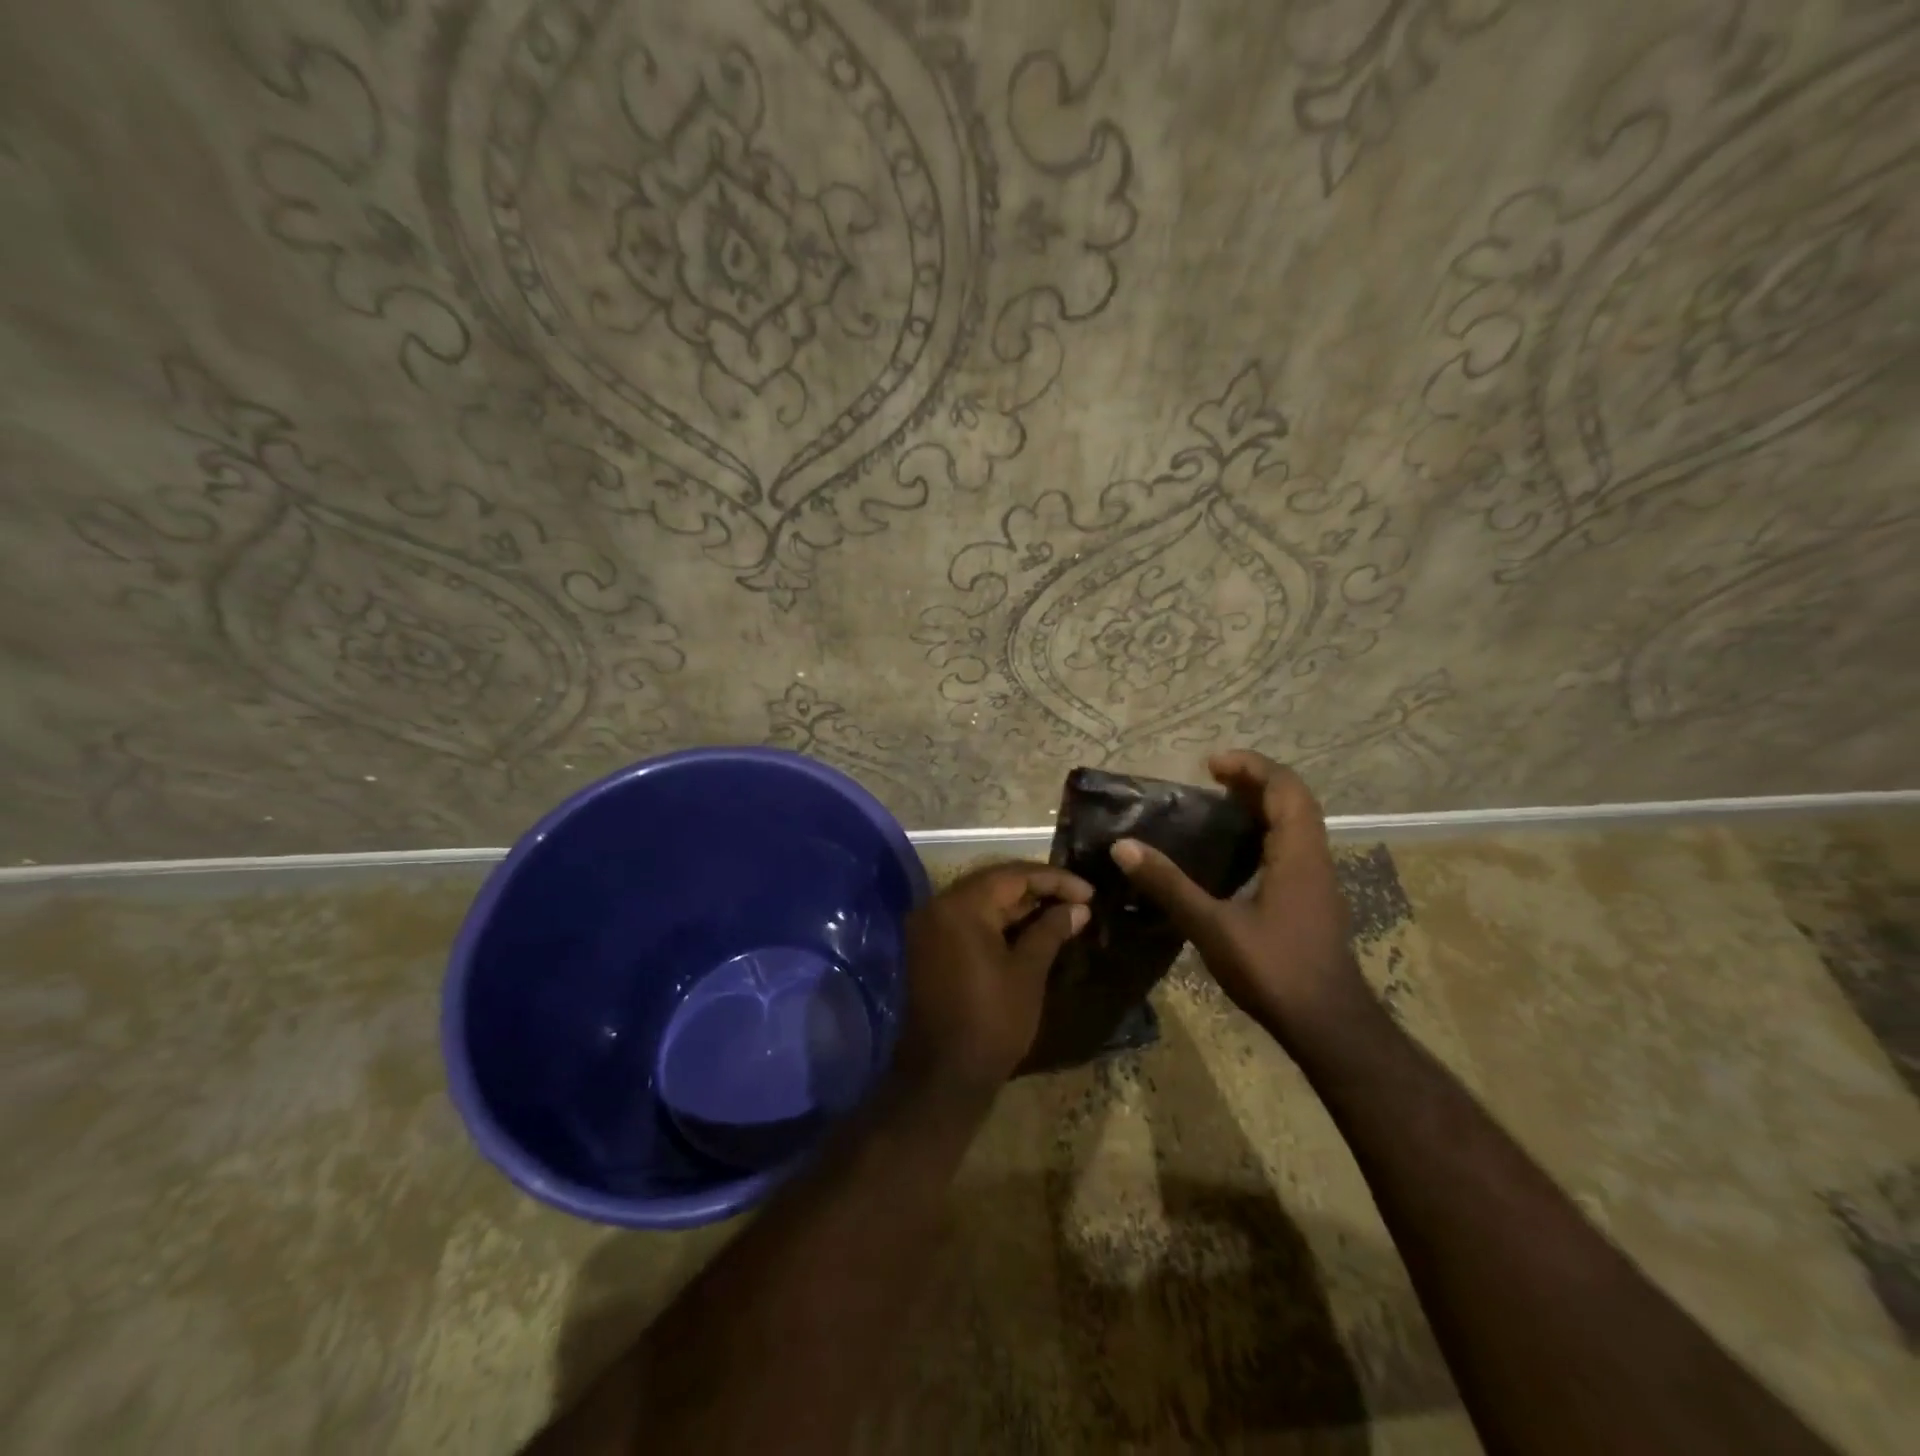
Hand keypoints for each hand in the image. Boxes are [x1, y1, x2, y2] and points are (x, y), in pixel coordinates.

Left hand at [896, 862, 1091, 1097]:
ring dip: (1019, 903)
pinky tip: (1030, 927)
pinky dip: (998, 920)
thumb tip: (1078, 908)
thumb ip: (1051, 930)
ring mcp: (929, 926)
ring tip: (1061, 910)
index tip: (1090, 892)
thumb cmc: (992, 1021)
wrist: (944, 1076)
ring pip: (981, 900)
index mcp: (961, 906)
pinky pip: (968, 920)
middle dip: (1037, 888)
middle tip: (1078, 899)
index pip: (1013, 875)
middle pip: (994, 882)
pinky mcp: (929, 946)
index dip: (1055, 880)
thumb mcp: (1028, 972)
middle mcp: (938, 906)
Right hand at [1110, 751, 1371, 1047]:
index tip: (1211, 765)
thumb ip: (1169, 885)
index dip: (1251, 767)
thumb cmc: (1274, 969)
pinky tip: (1233, 856)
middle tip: (1211, 780)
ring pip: (1296, 825)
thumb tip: (1124, 847)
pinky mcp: (1313, 901)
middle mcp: (1314, 859)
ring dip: (1262, 806)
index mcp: (1297, 854)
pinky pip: (1292, 848)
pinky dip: (1265, 833)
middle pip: (1293, 800)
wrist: (1327, 1025)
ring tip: (1218, 808)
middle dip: (1254, 781)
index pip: (1285, 788)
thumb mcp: (1212, 926)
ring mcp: (1318, 881)